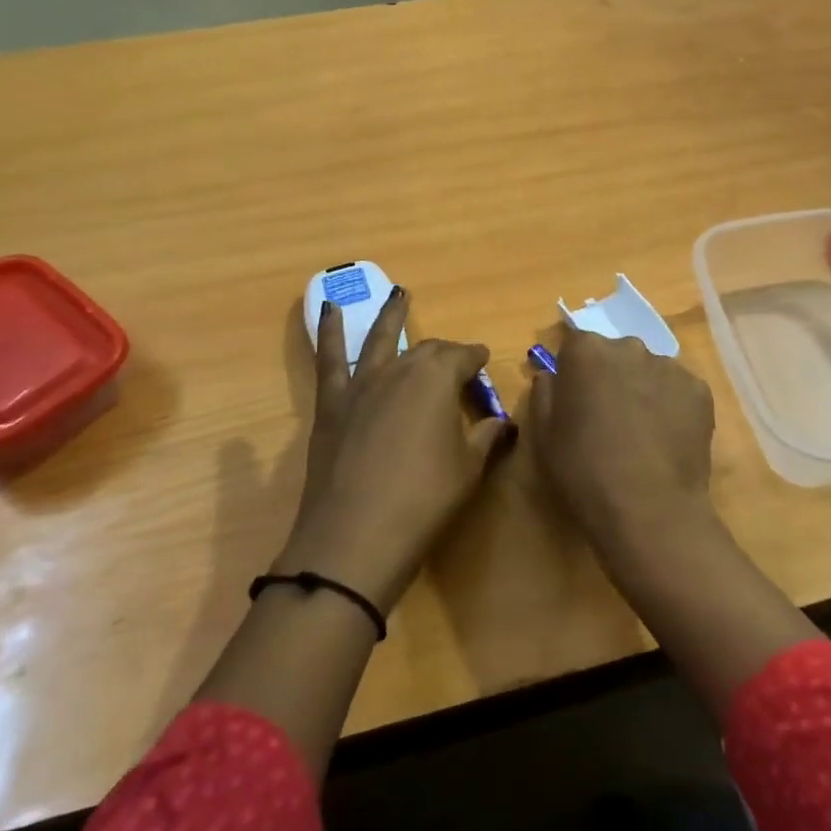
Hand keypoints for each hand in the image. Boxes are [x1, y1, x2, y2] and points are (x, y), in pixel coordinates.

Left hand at [275, 287, 512, 612]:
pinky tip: (328, 309)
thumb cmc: (424, 501)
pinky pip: (329, 358)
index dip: (477, 359)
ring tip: (398, 294)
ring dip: (391, 316)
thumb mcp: (469, 469)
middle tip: (457, 361)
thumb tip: (502, 422)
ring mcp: (362, 383)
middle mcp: (400, 369)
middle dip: (445, 352)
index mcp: (438, 379)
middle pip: (427, 351)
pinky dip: (328, 331)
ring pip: (380, 339)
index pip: (464, 358)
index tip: (486, 363)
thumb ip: (488, 437)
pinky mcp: (332, 403)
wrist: (356, 537)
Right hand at [528, 324, 716, 554]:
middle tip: (609, 418)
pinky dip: (673, 407)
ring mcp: (670, 367)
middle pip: (616, 355)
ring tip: (643, 434)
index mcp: (587, 351)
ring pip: (650, 372)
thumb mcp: (544, 436)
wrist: (649, 509)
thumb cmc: (584, 471)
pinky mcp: (700, 390)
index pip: (576, 345)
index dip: (575, 372)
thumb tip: (552, 375)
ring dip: (643, 391)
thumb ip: (544, 393)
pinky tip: (667, 441)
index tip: (576, 400)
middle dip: (611, 377)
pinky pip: (679, 391)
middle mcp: (630, 347)